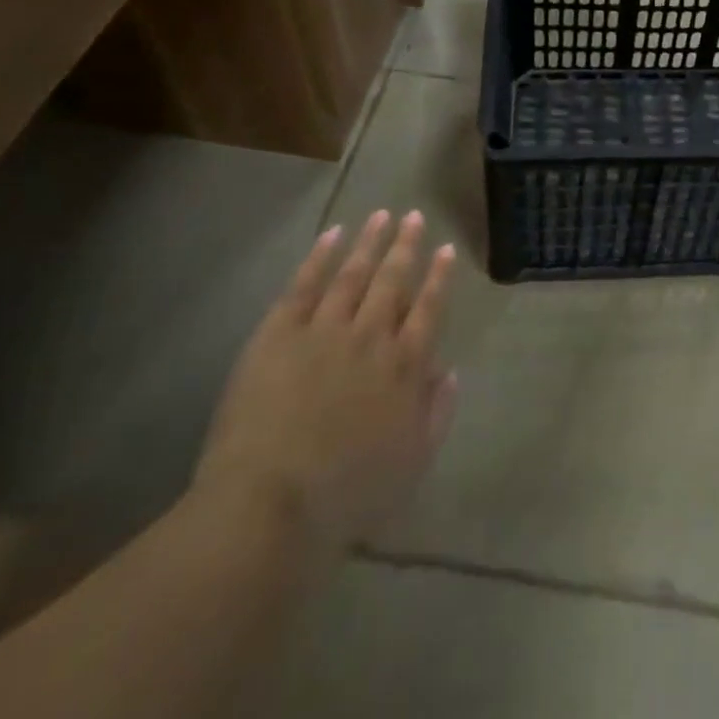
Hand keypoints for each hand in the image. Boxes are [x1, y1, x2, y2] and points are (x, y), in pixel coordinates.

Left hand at [192, 211, 458, 552]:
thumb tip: (449, 369)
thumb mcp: (412, 462)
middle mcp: (370, 336)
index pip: (428, 309)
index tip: (445, 249)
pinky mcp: (279, 333)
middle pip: (393, 281)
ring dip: (369, 242)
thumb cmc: (347, 494)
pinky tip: (332, 234)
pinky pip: (304, 285)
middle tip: (415, 216)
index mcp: (404, 366)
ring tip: (381, 215)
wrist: (269, 503)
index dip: (438, 277)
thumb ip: (436, 412)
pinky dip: (320, 256)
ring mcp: (323, 330)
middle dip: (406, 246)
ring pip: (353, 274)